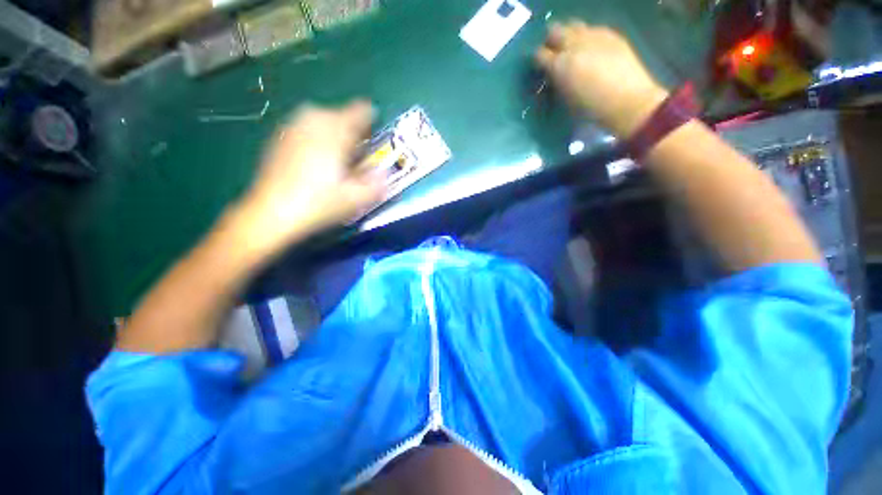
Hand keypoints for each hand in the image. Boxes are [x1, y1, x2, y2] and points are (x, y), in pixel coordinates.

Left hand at [232, 101, 384, 259]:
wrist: (272, 213)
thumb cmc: (319, 204)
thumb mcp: (357, 199)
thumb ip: (377, 183)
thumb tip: (385, 171)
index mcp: (335, 132)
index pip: (360, 112)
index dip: (370, 120)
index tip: (372, 138)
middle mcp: (313, 121)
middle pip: (340, 114)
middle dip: (352, 130)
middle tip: (355, 154)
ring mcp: (293, 127)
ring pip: (321, 118)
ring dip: (334, 132)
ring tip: (336, 156)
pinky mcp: (280, 137)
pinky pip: (305, 126)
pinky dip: (316, 136)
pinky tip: (316, 159)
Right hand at [535, 22, 668, 137]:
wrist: (627, 101)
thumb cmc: (591, 109)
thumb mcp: (565, 100)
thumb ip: (556, 82)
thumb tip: (552, 75)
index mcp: (560, 65)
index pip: (539, 54)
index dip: (538, 61)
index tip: (541, 69)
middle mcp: (574, 44)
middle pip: (554, 31)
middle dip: (551, 42)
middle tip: (555, 55)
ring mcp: (594, 36)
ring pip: (573, 25)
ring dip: (569, 36)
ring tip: (573, 50)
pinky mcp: (610, 34)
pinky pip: (592, 29)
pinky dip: (587, 38)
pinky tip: (592, 51)